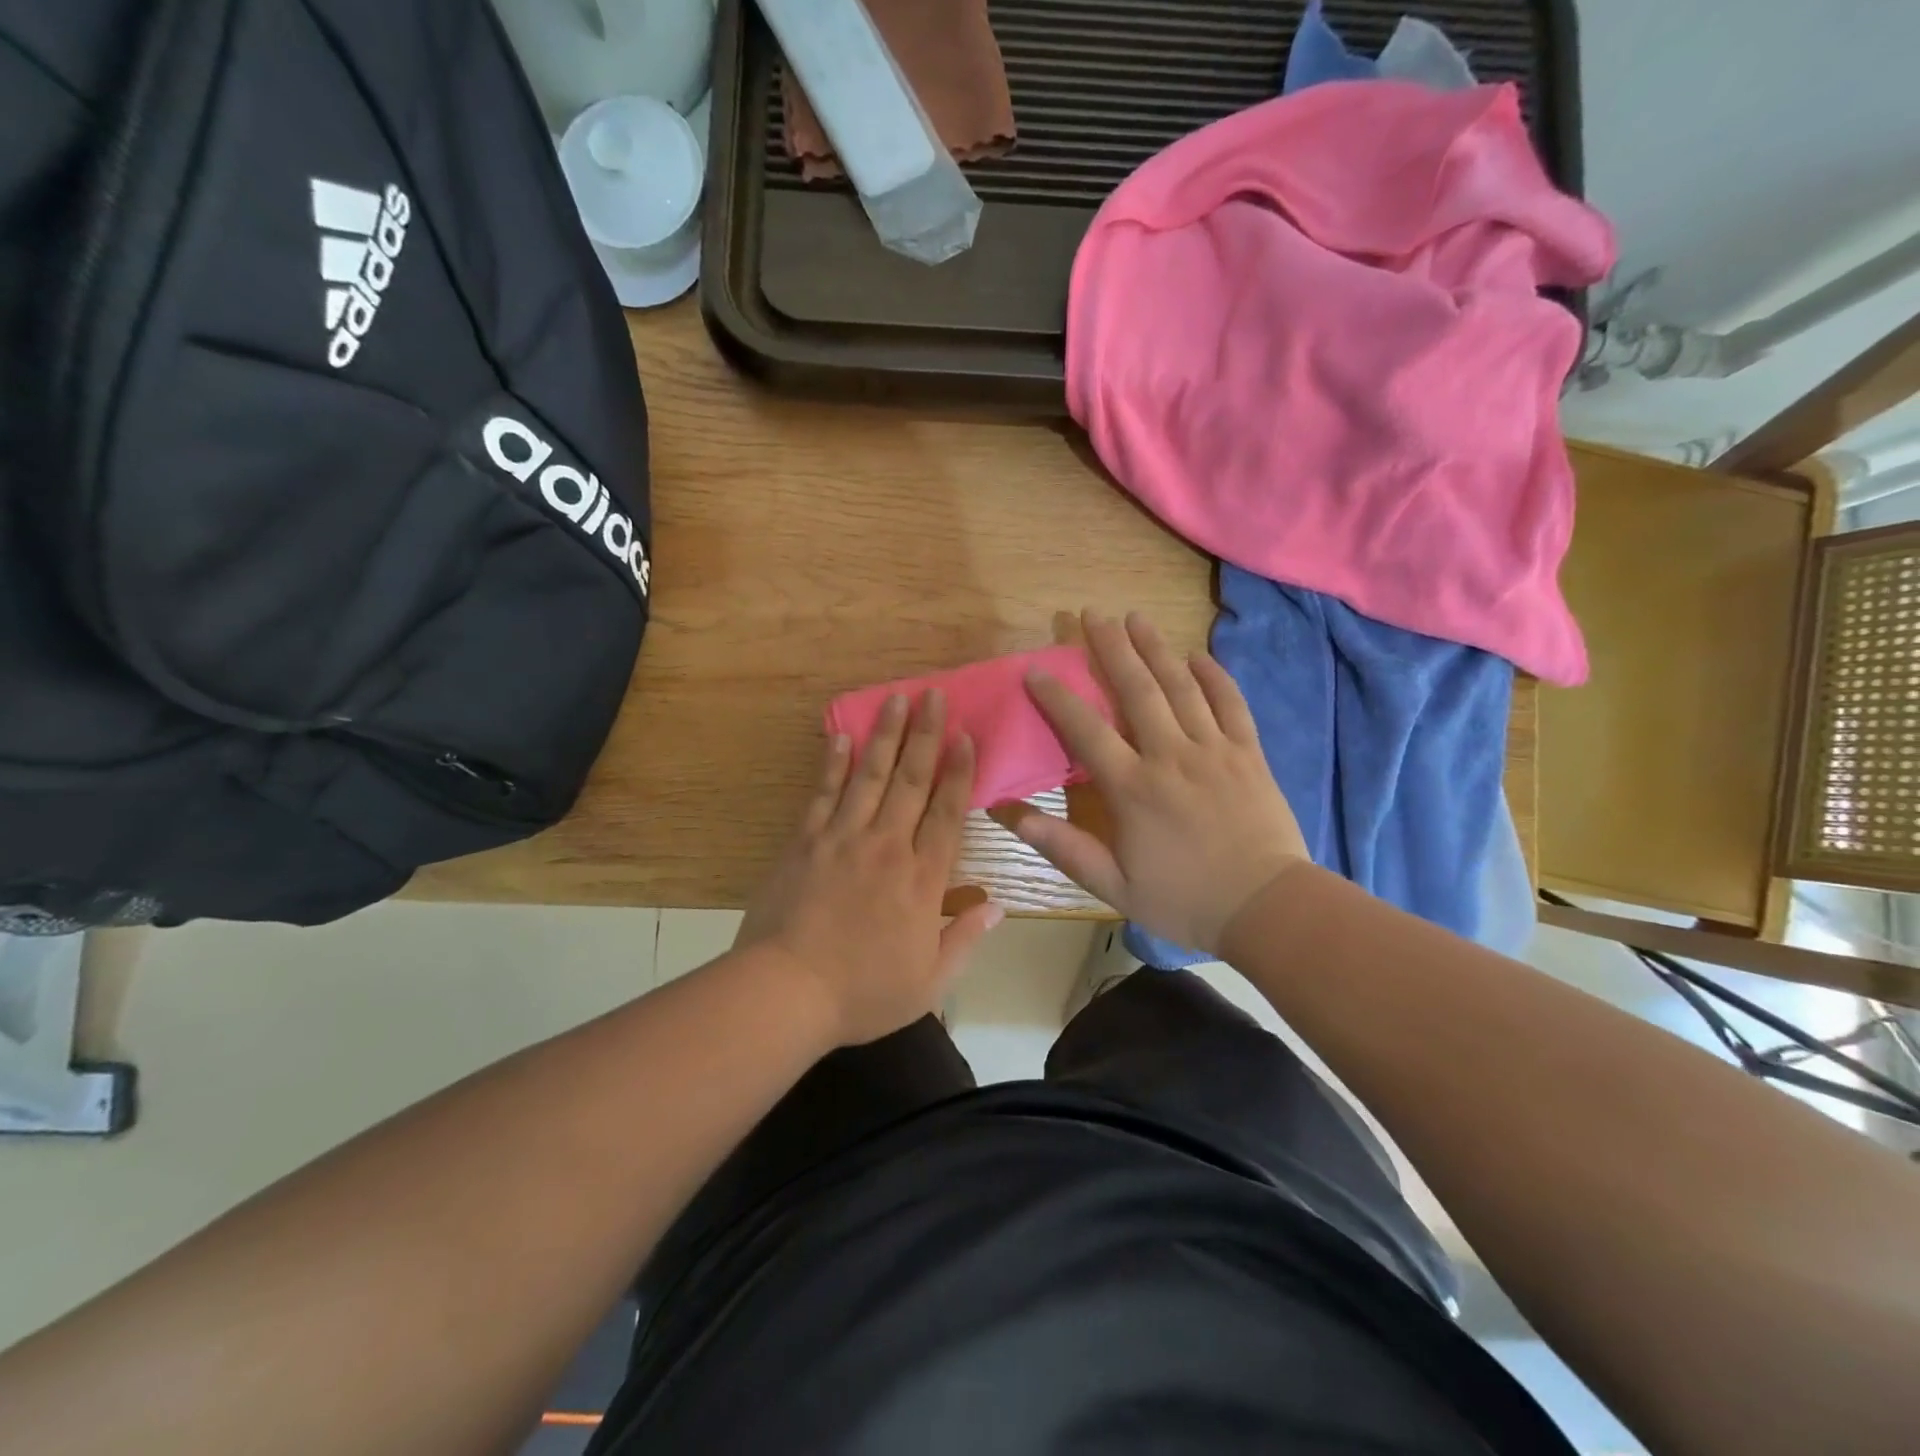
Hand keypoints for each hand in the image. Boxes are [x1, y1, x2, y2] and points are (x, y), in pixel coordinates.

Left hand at [737, 690, 1002, 1046]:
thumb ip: (965, 940)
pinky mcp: (805, 842)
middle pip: (911, 781)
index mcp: (922, 879)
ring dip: (885, 736)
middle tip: (932, 695)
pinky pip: (823, 794)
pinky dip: (833, 764)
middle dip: (925, 735)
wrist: (786, 991)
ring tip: (895, 699)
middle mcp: (887, 846)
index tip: (965, 735)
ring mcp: (842, 839)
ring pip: (869, 776)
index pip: (947, 813)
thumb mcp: (929, 982)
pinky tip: (841, 736)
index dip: (958, 772)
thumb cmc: (863, 993)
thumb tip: (998, 907)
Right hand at [990, 610, 1307, 954]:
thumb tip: (1013, 814)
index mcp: (1132, 788)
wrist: (1266, 908)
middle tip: (1092, 614)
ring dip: (1156, 649)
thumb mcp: (1114, 885)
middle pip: (1137, 690)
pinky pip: (1230, 704)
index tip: (1037, 669)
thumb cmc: (1184, 899)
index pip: (1086, 730)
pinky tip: (1198, 655)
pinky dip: (1214, 677)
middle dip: (1111, 648)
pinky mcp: (1249, 754)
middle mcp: (1170, 756)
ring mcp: (1214, 750)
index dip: (1057, 697)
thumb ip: (1064, 847)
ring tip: (1136, 618)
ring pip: (1181, 687)